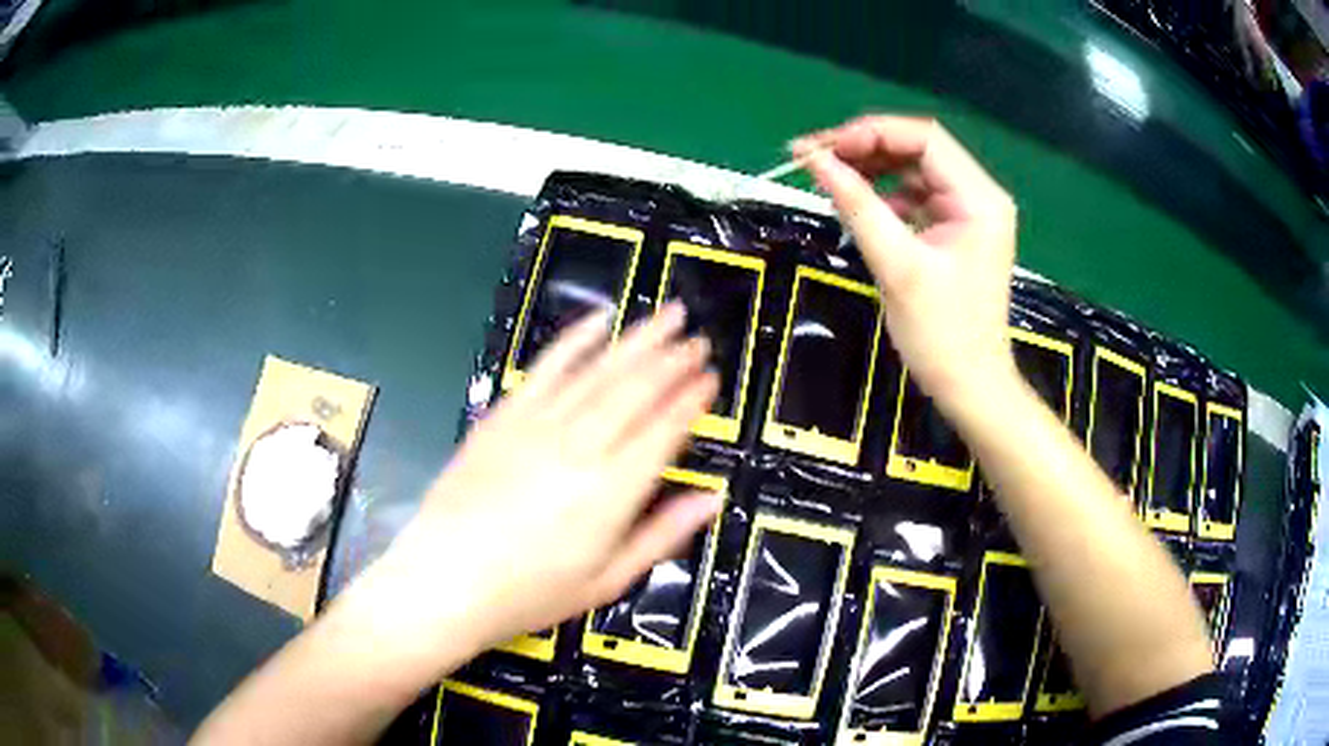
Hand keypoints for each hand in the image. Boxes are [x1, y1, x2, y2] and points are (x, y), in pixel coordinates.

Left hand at [366, 304, 721, 662]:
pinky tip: (597, 320)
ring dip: (636, 340)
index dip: (691, 401)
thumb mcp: (606, 582)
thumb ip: (663, 535)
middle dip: (671, 360)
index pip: (663, 431)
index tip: (711, 378)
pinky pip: (545, 368)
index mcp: (610, 492)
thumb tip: (711, 500)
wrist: (445, 580)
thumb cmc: (529, 593)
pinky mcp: (503, 416)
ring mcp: (537, 425)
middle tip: (696, 337)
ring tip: (665, 315)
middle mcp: (579, 447)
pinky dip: (574, 340)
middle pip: (635, 390)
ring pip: (598, 371)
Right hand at [793, 116, 1019, 411]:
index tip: (821, 148)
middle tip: (813, 157)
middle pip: (917, 149)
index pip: (922, 139)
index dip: (869, 133)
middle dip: (864, 147)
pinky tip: (857, 205)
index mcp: (979, 199)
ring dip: (871, 169)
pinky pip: (914, 196)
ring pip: (913, 170)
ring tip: (828, 178)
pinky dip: (883, 195)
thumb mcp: (896, 266)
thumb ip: (856, 205)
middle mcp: (979, 195)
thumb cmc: (941, 334)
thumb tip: (814, 160)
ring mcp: (968, 212)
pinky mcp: (955, 229)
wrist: (969, 386)